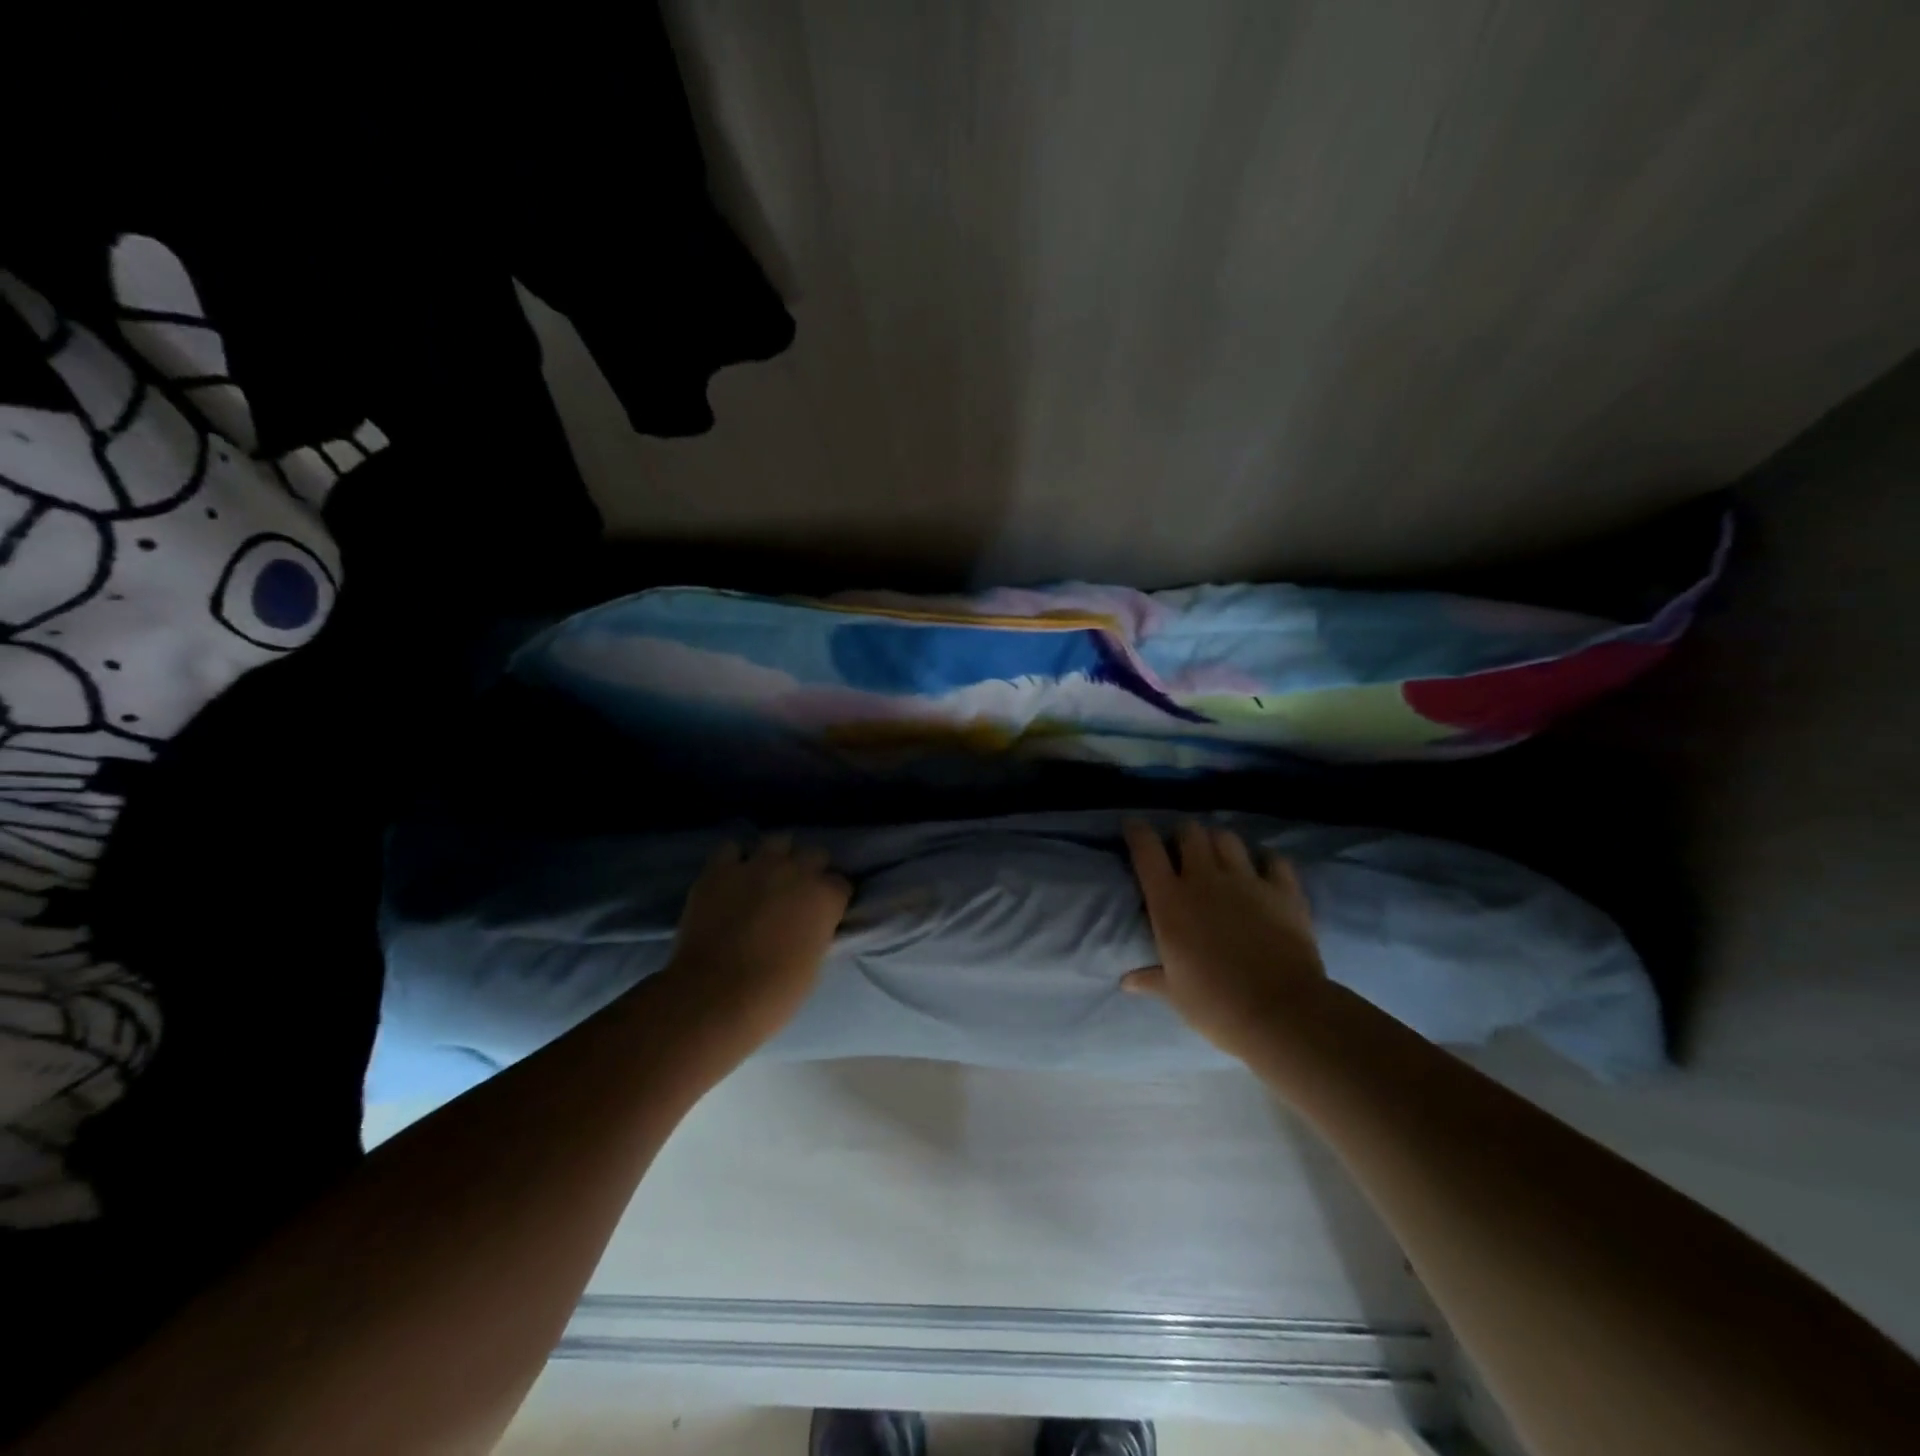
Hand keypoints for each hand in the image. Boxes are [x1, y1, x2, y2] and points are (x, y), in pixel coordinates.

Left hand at [660, 835, 851, 1054]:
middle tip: (797, 892)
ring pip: (778, 841)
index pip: (841, 884)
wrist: (715, 996)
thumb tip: (811, 925)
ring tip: (766, 876)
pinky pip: (731, 849)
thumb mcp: (814, 962)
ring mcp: (757, 865)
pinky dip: (734, 860)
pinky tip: (731, 877)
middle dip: (810, 870)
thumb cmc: (774, 993)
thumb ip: (817, 931)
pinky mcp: (720, 869)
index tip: (824, 911)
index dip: (833, 897)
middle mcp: (797, 871)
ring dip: (777, 857)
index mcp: (826, 897)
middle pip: (815, 854)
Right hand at [1122, 819, 1327, 1062]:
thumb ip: (1151, 979)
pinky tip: (1263, 871)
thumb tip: (1126, 982)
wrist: (1282, 1013)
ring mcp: (1247, 881)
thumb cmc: (1217, 1005)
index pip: (1146, 850)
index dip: (1137, 832)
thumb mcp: (1176, 995)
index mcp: (1169, 902)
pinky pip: (1274, 859)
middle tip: (1183, 852)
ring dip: (1219, 843)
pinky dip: (1266, 860)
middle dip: (1183, 836)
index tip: (1134, 827)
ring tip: (1220, 857)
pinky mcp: (1284, 890)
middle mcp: (1204, 880)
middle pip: (1189, 832)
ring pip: (1227, 837)